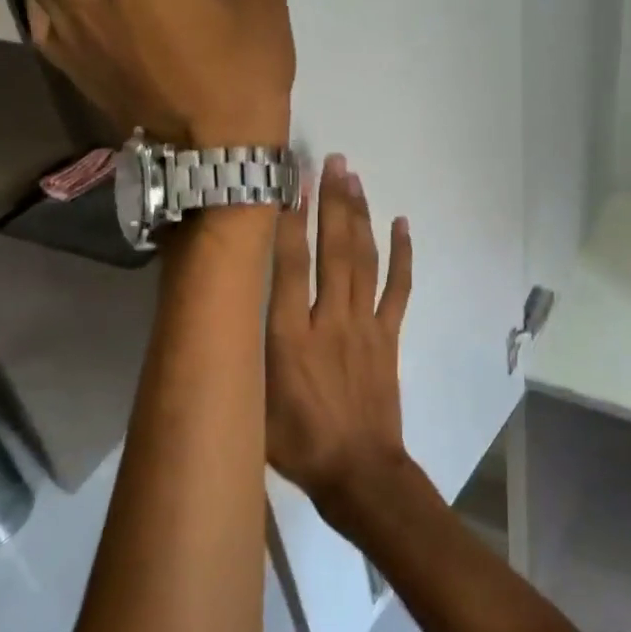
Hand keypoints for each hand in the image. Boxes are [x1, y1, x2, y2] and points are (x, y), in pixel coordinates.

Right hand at [267, 154, 413, 508]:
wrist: (358, 471)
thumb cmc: (296, 445)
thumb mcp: (252, 403)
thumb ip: (244, 354)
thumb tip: (227, 315)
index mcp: (290, 337)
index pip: (289, 266)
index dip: (289, 221)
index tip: (289, 183)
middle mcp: (330, 320)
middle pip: (333, 250)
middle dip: (332, 202)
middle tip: (331, 160)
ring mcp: (366, 325)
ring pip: (364, 260)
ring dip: (359, 215)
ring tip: (354, 177)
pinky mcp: (390, 335)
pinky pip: (399, 288)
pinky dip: (403, 255)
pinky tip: (402, 224)